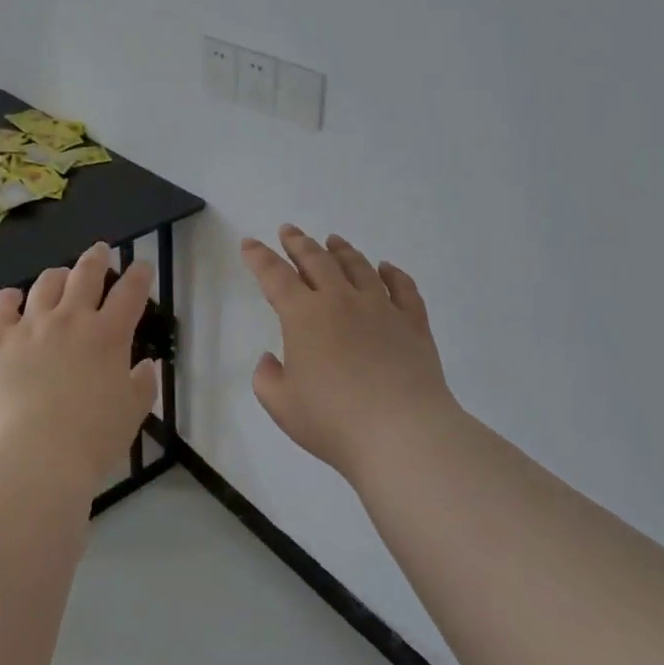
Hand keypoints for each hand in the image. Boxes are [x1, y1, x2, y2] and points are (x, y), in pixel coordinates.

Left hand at [0, 242, 158, 490]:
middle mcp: (71, 319)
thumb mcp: (131, 414)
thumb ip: (142, 385)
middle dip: (97, 258)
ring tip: (60, 275)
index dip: (138, 275)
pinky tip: (13, 297)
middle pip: (86, 274)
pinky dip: (10, 297)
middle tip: (101, 250)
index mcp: (108, 335)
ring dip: (57, 274)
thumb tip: (146, 364)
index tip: (141, 265)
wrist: (32, 456)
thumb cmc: (91, 439)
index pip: (130, 292)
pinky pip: (2, 305)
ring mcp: (31, 325)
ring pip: (46, 283)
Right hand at [241, 225, 459, 477]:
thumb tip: (271, 359)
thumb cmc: (333, 421)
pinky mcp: (413, 324)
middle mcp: (341, 301)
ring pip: (359, 267)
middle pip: (317, 261)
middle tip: (289, 230)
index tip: (249, 242)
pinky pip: (403, 289)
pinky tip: (387, 268)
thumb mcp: (282, 405)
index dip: (259, 257)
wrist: (403, 434)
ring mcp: (382, 309)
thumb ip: (267, 378)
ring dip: (342, 250)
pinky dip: (393, 274)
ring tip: (334, 240)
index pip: (275, 276)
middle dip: (299, 243)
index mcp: (304, 316)